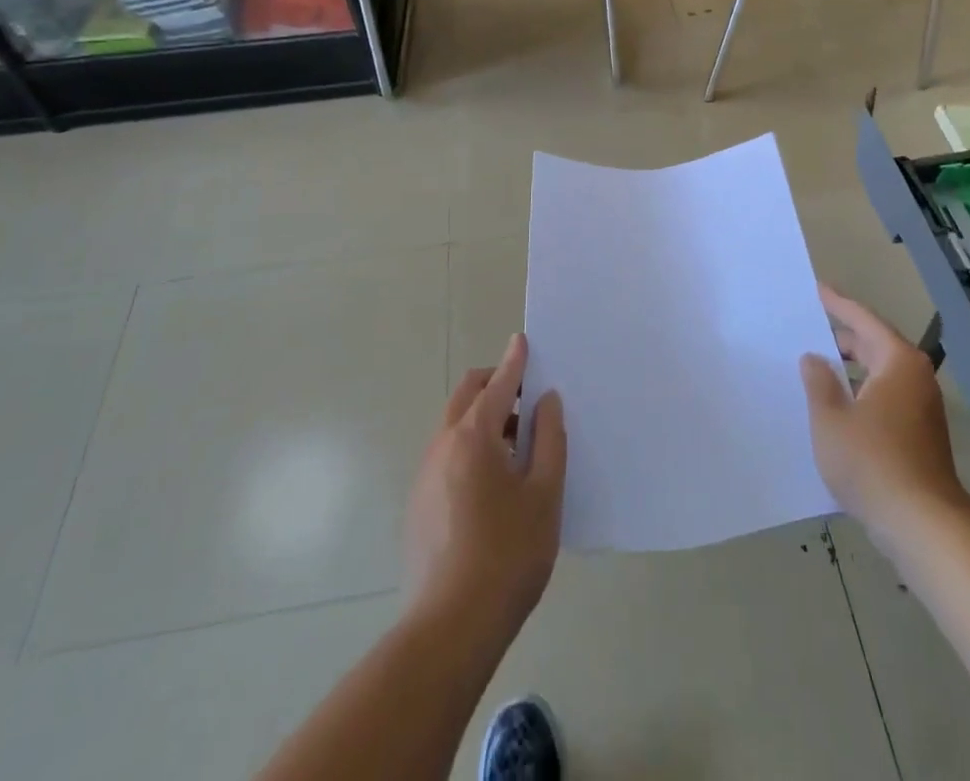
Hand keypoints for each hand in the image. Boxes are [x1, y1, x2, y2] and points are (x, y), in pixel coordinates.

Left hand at [404, 334, 566, 642]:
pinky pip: (447, 454)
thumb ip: (549, 439)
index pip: (498, 383)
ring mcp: (425, 474)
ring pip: (455, 425)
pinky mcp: (419, 503)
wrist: (450, 628)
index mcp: (475, 435)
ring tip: (517, 446)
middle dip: (495, 384)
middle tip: (527, 399)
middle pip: (467, 395)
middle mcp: (443, 444)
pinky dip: (470, 446)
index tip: (523, 341)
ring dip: (484, 417)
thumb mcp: (545, 493)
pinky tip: (493, 483)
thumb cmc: (509, 554)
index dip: (515, 361)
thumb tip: (546, 401)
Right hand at [800, 283, 969, 540]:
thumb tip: (814, 359)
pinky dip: (861, 393)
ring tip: (815, 368)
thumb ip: (818, 382)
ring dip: (850, 370)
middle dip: (841, 338)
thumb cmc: (872, 462)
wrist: (924, 526)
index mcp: (897, 361)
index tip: (817, 290)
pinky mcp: (921, 435)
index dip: (837, 304)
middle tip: (808, 330)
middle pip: (874, 345)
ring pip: (879, 374)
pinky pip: (885, 398)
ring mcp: (922, 408)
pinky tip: (837, 408)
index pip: (863, 320)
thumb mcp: (831, 419)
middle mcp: (915, 377)